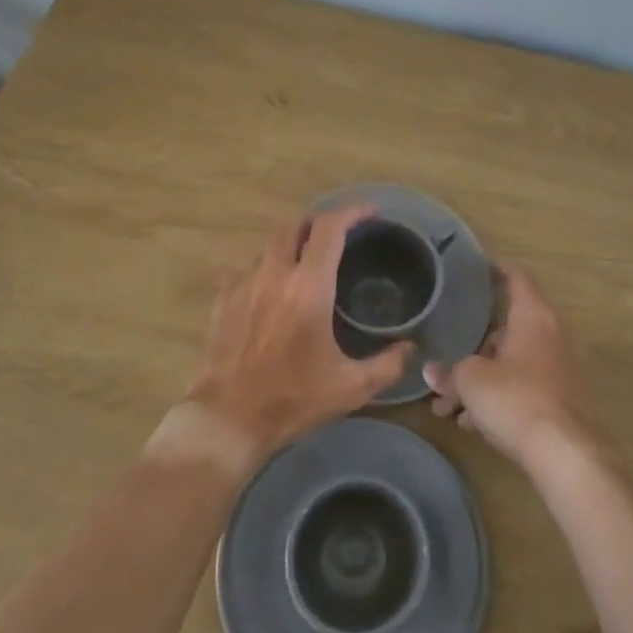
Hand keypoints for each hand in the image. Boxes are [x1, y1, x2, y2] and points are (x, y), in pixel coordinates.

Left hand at [184, 205, 411, 469]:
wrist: (227, 419)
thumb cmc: (292, 399)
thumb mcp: (350, 388)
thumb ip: (387, 365)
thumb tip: (409, 349)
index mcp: (309, 287)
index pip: (330, 228)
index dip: (352, 212)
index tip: (371, 213)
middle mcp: (275, 274)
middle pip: (294, 225)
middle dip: (318, 222)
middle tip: (338, 234)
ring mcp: (243, 284)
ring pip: (269, 246)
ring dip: (291, 245)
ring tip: (306, 262)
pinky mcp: (222, 300)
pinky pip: (245, 269)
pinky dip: (264, 269)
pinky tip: (271, 288)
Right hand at [424, 262, 601, 468]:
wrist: (565, 454)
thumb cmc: (515, 398)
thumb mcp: (470, 381)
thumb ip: (450, 372)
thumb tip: (431, 372)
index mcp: (533, 317)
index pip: (517, 278)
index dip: (496, 270)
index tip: (476, 269)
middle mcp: (549, 336)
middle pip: (507, 329)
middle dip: (474, 347)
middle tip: (445, 359)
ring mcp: (556, 369)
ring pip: (510, 363)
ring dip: (479, 380)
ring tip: (447, 407)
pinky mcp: (558, 400)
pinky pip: (520, 388)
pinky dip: (496, 398)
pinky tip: (470, 424)